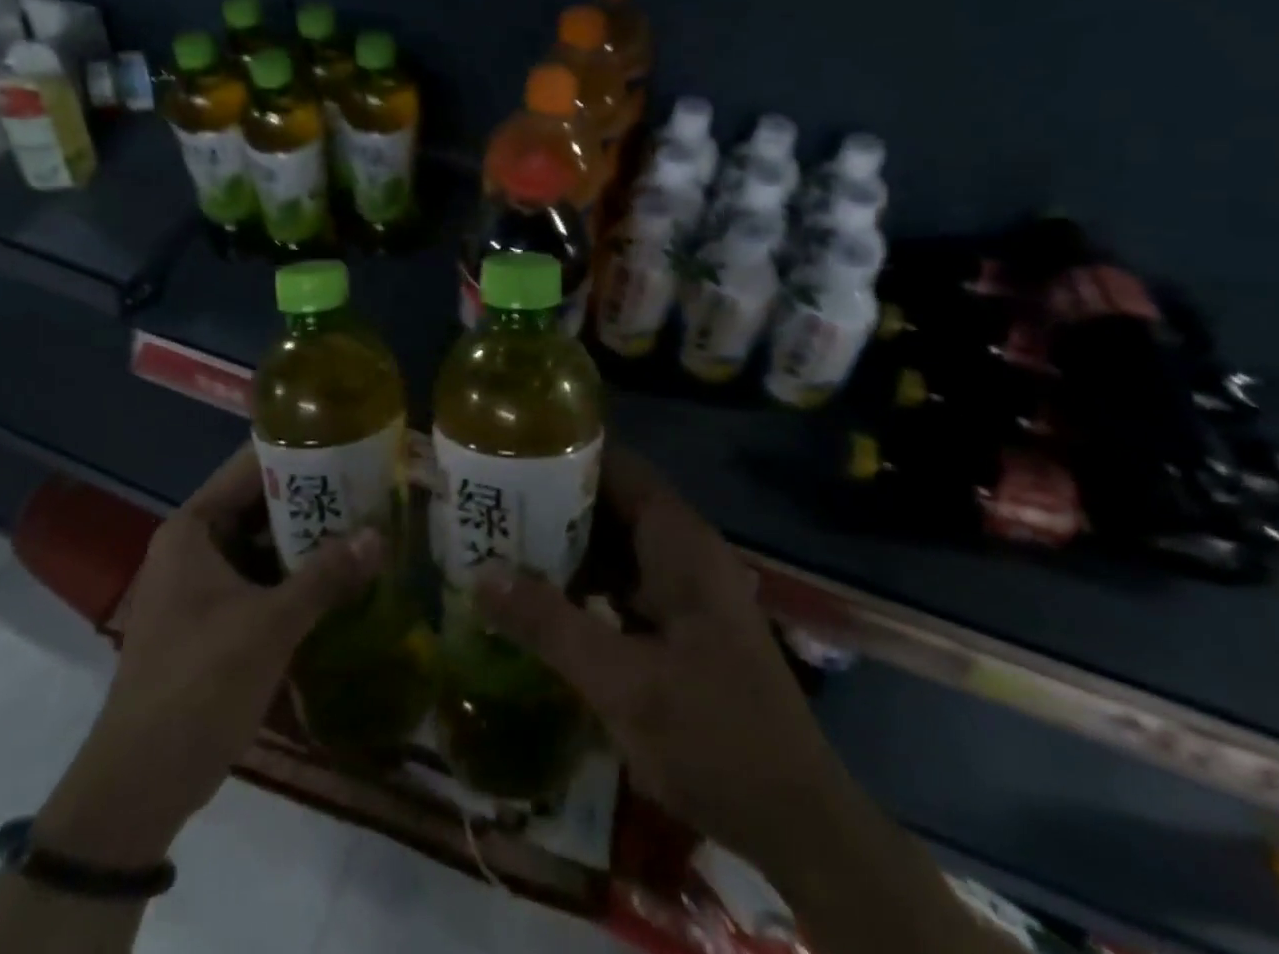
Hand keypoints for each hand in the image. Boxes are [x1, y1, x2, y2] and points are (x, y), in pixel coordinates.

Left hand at [36, 442, 381, 862]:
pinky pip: (261, 581)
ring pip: (264, 547)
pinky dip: (296, 578)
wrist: (141, 783)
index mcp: (193, 529)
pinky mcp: (214, 621)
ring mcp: (203, 585)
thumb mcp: (270, 625)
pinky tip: (342, 579)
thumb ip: (326, 576)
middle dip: (312, 501)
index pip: (250, 468)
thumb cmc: (199, 683)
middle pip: (260, 506)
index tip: (348, 445)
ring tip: (366, 526)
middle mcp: (195, 547)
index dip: (298, 453)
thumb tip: (380, 535)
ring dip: (308, 542)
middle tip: (370, 489)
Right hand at [477, 444, 835, 861]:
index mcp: (679, 542)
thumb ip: (550, 625)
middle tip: (489, 505)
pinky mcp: (676, 625)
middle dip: (549, 504)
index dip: (562, 454)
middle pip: (608, 504)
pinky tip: (536, 600)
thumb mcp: (624, 683)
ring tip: (497, 543)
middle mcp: (681, 552)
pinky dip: (580, 584)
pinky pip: (619, 584)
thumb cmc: (716, 738)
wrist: (798, 824)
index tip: (507, 455)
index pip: (616, 466)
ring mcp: (681, 589)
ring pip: (611, 546)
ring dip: (561, 547)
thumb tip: (480, 574)